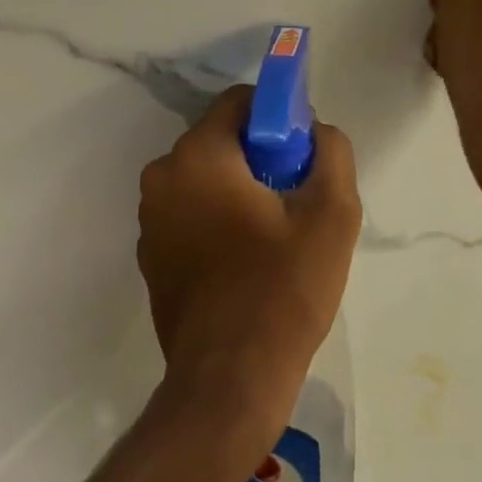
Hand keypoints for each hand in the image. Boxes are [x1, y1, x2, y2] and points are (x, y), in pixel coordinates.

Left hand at [136, 87, 361, 447]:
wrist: (229, 379)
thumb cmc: (282, 290)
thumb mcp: (331, 214)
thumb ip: (330, 151)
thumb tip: (315, 130)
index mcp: (197, 156)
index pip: (239, 102)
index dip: (278, 117)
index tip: (302, 155)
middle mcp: (161, 177)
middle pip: (220, 141)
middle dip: (260, 158)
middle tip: (295, 201)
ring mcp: (149, 219)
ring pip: (205, 179)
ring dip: (239, 191)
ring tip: (274, 238)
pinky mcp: (150, 255)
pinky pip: (190, 214)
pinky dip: (216, 221)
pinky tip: (245, 263)